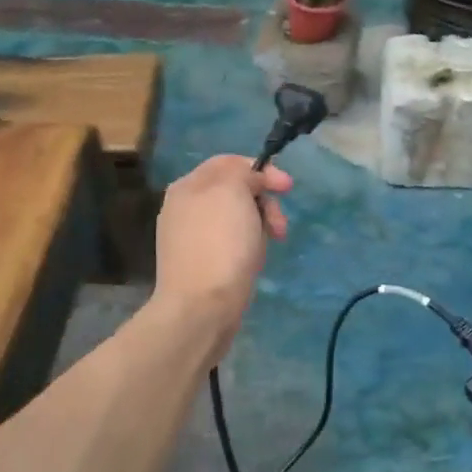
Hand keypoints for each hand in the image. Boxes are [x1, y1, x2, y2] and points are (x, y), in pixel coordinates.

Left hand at [151, 154, 291, 356]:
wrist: (202, 308)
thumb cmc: (221, 245)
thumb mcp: (233, 191)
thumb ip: (243, 173)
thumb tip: (250, 181)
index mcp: (187, 186)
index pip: (229, 163)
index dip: (262, 170)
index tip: (288, 187)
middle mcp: (184, 208)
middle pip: (234, 191)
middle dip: (264, 202)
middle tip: (280, 225)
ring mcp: (189, 238)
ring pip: (235, 219)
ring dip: (259, 225)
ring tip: (270, 245)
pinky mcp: (199, 264)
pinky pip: (229, 244)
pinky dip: (247, 247)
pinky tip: (253, 262)